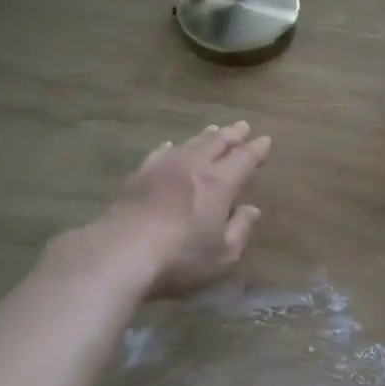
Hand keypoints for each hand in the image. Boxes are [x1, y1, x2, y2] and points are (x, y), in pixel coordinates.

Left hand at [98, 121, 271, 298]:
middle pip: (216, 143)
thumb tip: (252, 210)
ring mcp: (162, 169)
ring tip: (213, 130)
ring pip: (189, 144)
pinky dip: (170, 147)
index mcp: (219, 183)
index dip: (256, 149)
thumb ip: (240, 230)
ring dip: (205, 137)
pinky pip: (159, 154)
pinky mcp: (138, 177)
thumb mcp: (222, 255)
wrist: (119, 253)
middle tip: (242, 126)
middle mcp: (193, 167)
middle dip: (232, 135)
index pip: (244, 159)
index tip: (265, 140)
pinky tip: (170, 145)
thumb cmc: (179, 258)